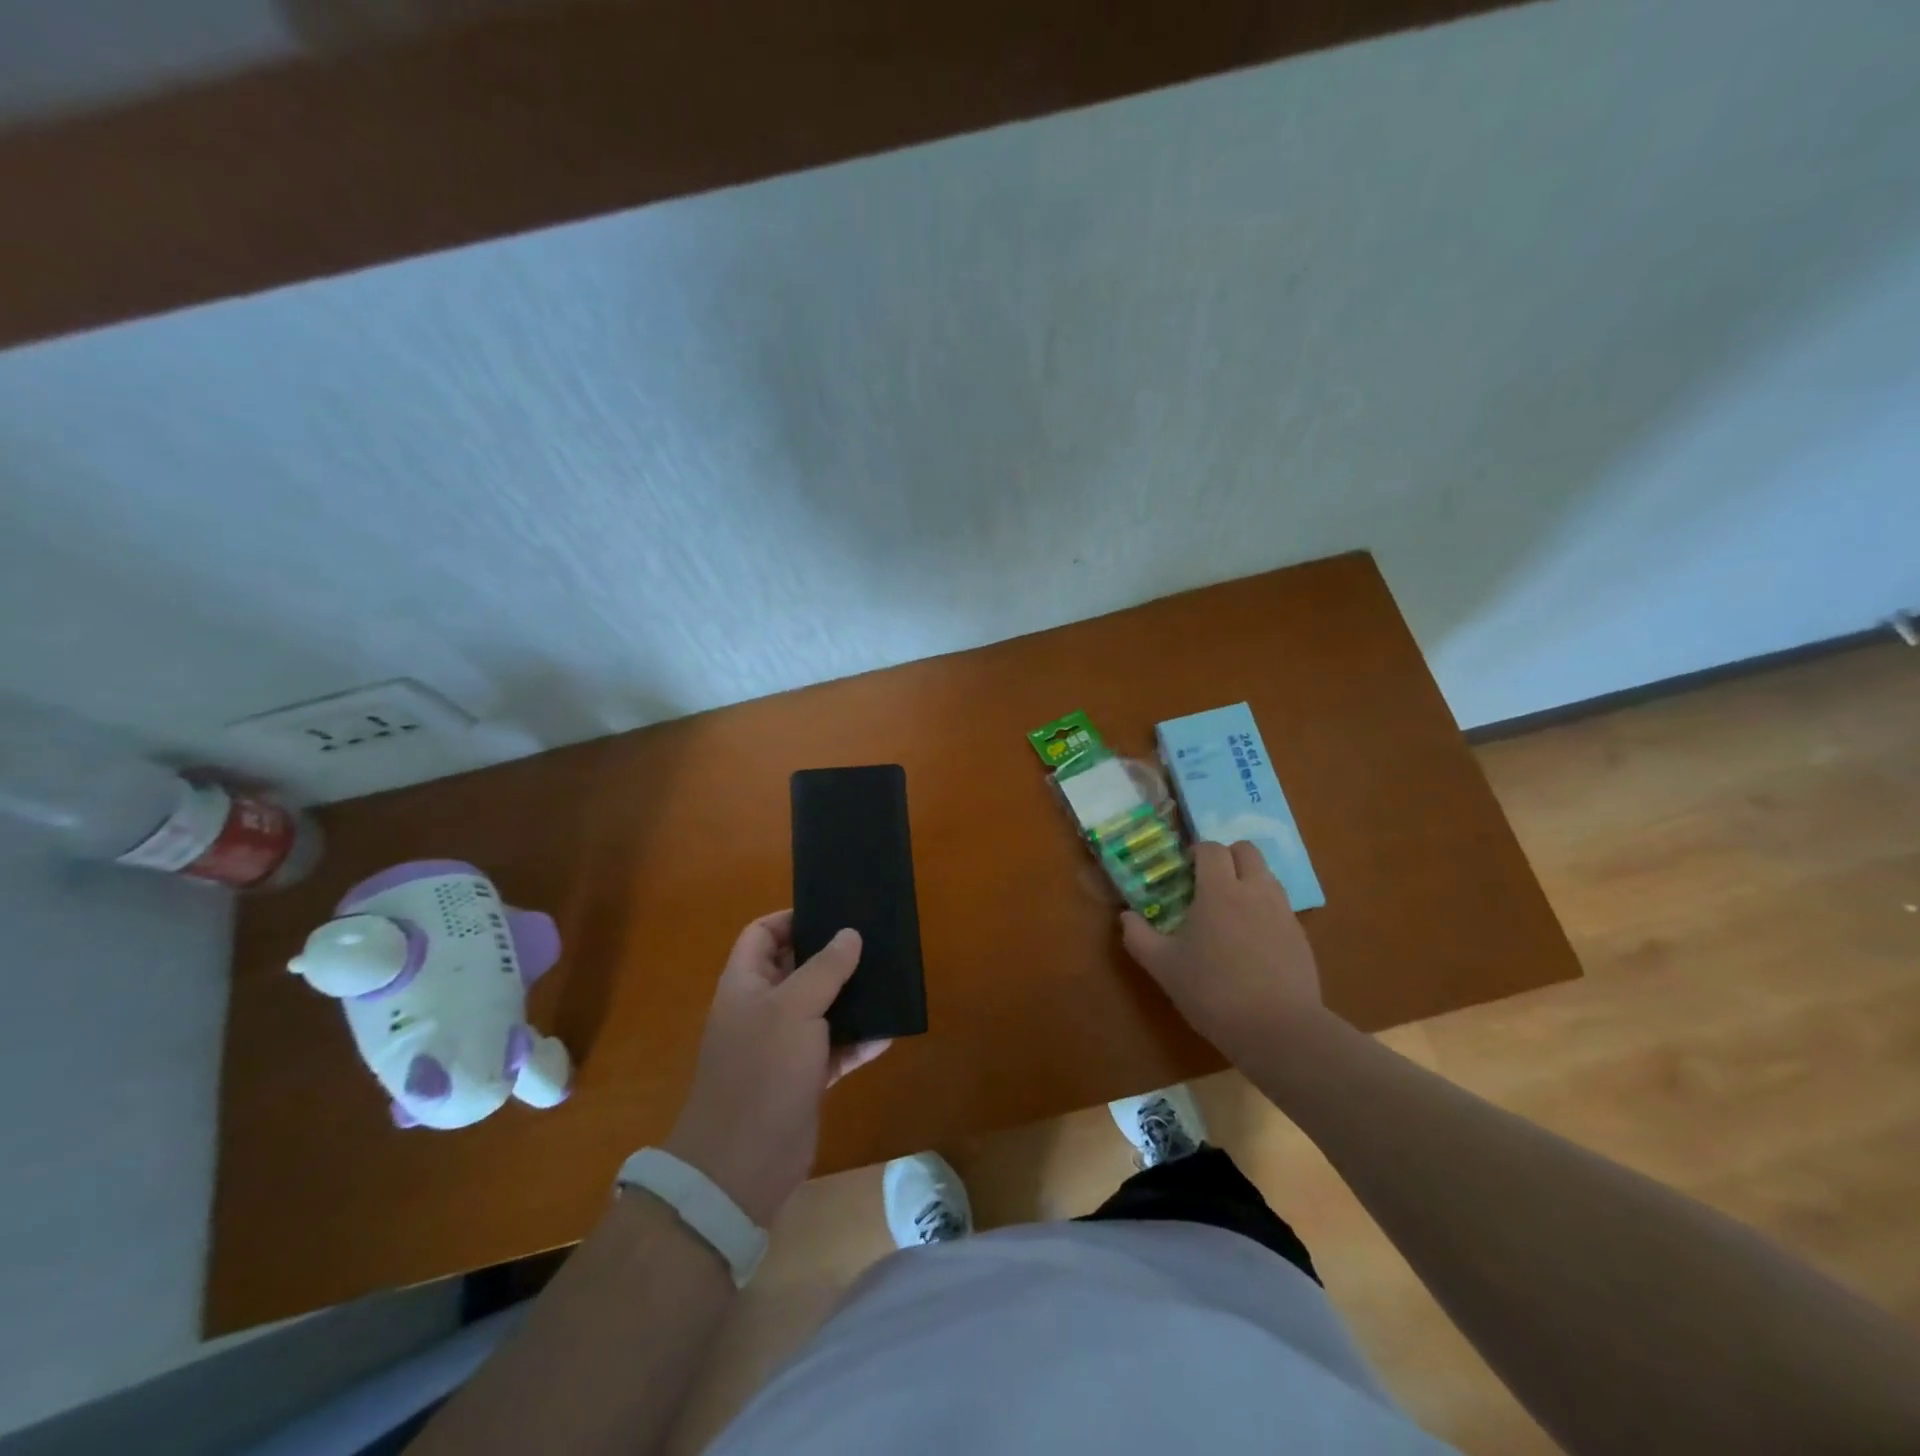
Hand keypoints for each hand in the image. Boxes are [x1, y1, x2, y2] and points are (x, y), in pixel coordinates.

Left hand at [666, 912, 888, 1226]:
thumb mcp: (794, 1008)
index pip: (762, 934)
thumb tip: (849, 934)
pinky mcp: (803, 1078)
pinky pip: (835, 1048)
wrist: (742, 1165)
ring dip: (850, 998)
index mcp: (745, 984)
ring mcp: (782, 1046)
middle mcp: (761, 1009)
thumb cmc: (762, 1072)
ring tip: (887, 979)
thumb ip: (824, 968)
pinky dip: (858, 1040)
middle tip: (872, 941)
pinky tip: (888, 1032)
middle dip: (831, 955)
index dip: (791, 919)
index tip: (832, 913)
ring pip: (820, 1008)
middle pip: (796, 968)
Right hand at [1120, 841, 1326, 1063]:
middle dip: (1227, 856)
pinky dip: (1265, 909)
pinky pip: (1281, 906)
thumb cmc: (1213, 992)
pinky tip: (1252, 941)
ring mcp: (1283, 912)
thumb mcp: (1163, 967)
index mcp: (1219, 890)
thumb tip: (1126, 916)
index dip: (1197, 852)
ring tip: (1230, 910)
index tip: (1185, 869)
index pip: (1212, 848)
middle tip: (1209, 880)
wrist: (1278, 1030)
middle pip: (1247, 850)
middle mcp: (1255, 891)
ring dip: (1248, 879)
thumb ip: (1139, 937)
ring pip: (1267, 876)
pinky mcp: (1301, 936)